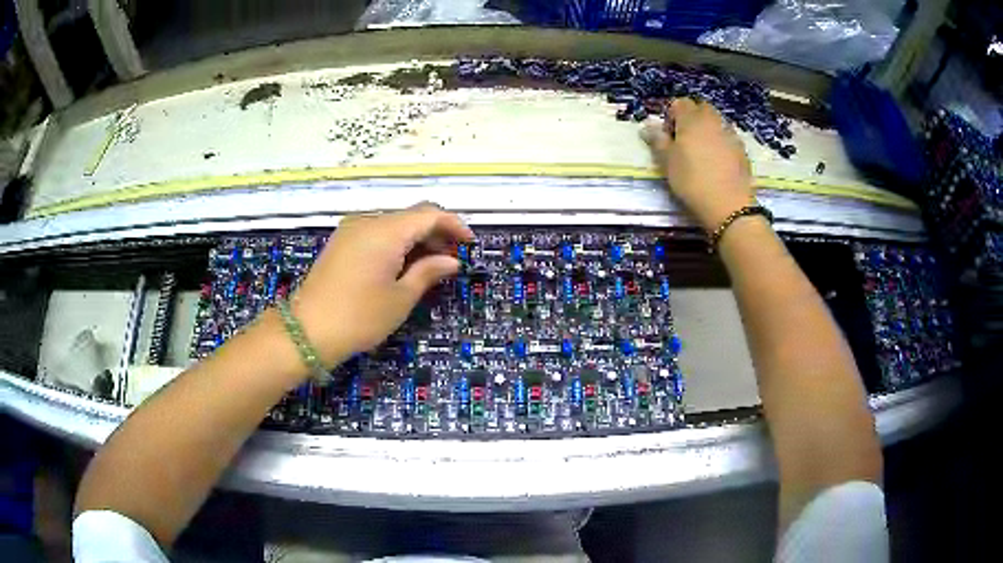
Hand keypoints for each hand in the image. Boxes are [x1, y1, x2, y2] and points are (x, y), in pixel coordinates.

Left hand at [291, 203, 473, 365]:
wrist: (307, 331)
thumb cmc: (359, 317)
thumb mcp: (400, 298)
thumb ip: (428, 272)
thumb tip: (451, 261)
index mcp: (386, 231)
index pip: (429, 214)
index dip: (454, 225)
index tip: (470, 244)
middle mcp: (367, 222)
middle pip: (411, 216)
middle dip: (436, 233)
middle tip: (452, 260)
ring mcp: (351, 230)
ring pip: (393, 225)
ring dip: (416, 239)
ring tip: (431, 266)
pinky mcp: (341, 242)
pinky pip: (376, 234)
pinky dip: (396, 244)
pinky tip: (403, 265)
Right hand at [642, 98, 755, 231]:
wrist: (728, 204)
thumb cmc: (692, 180)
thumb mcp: (667, 162)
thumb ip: (657, 141)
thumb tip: (647, 127)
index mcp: (691, 119)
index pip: (679, 103)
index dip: (671, 116)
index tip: (669, 136)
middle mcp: (712, 120)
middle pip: (700, 108)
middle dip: (692, 118)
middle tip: (685, 141)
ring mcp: (730, 133)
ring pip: (716, 122)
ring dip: (707, 130)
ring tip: (702, 152)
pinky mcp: (742, 149)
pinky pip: (728, 137)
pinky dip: (721, 143)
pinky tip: (718, 163)